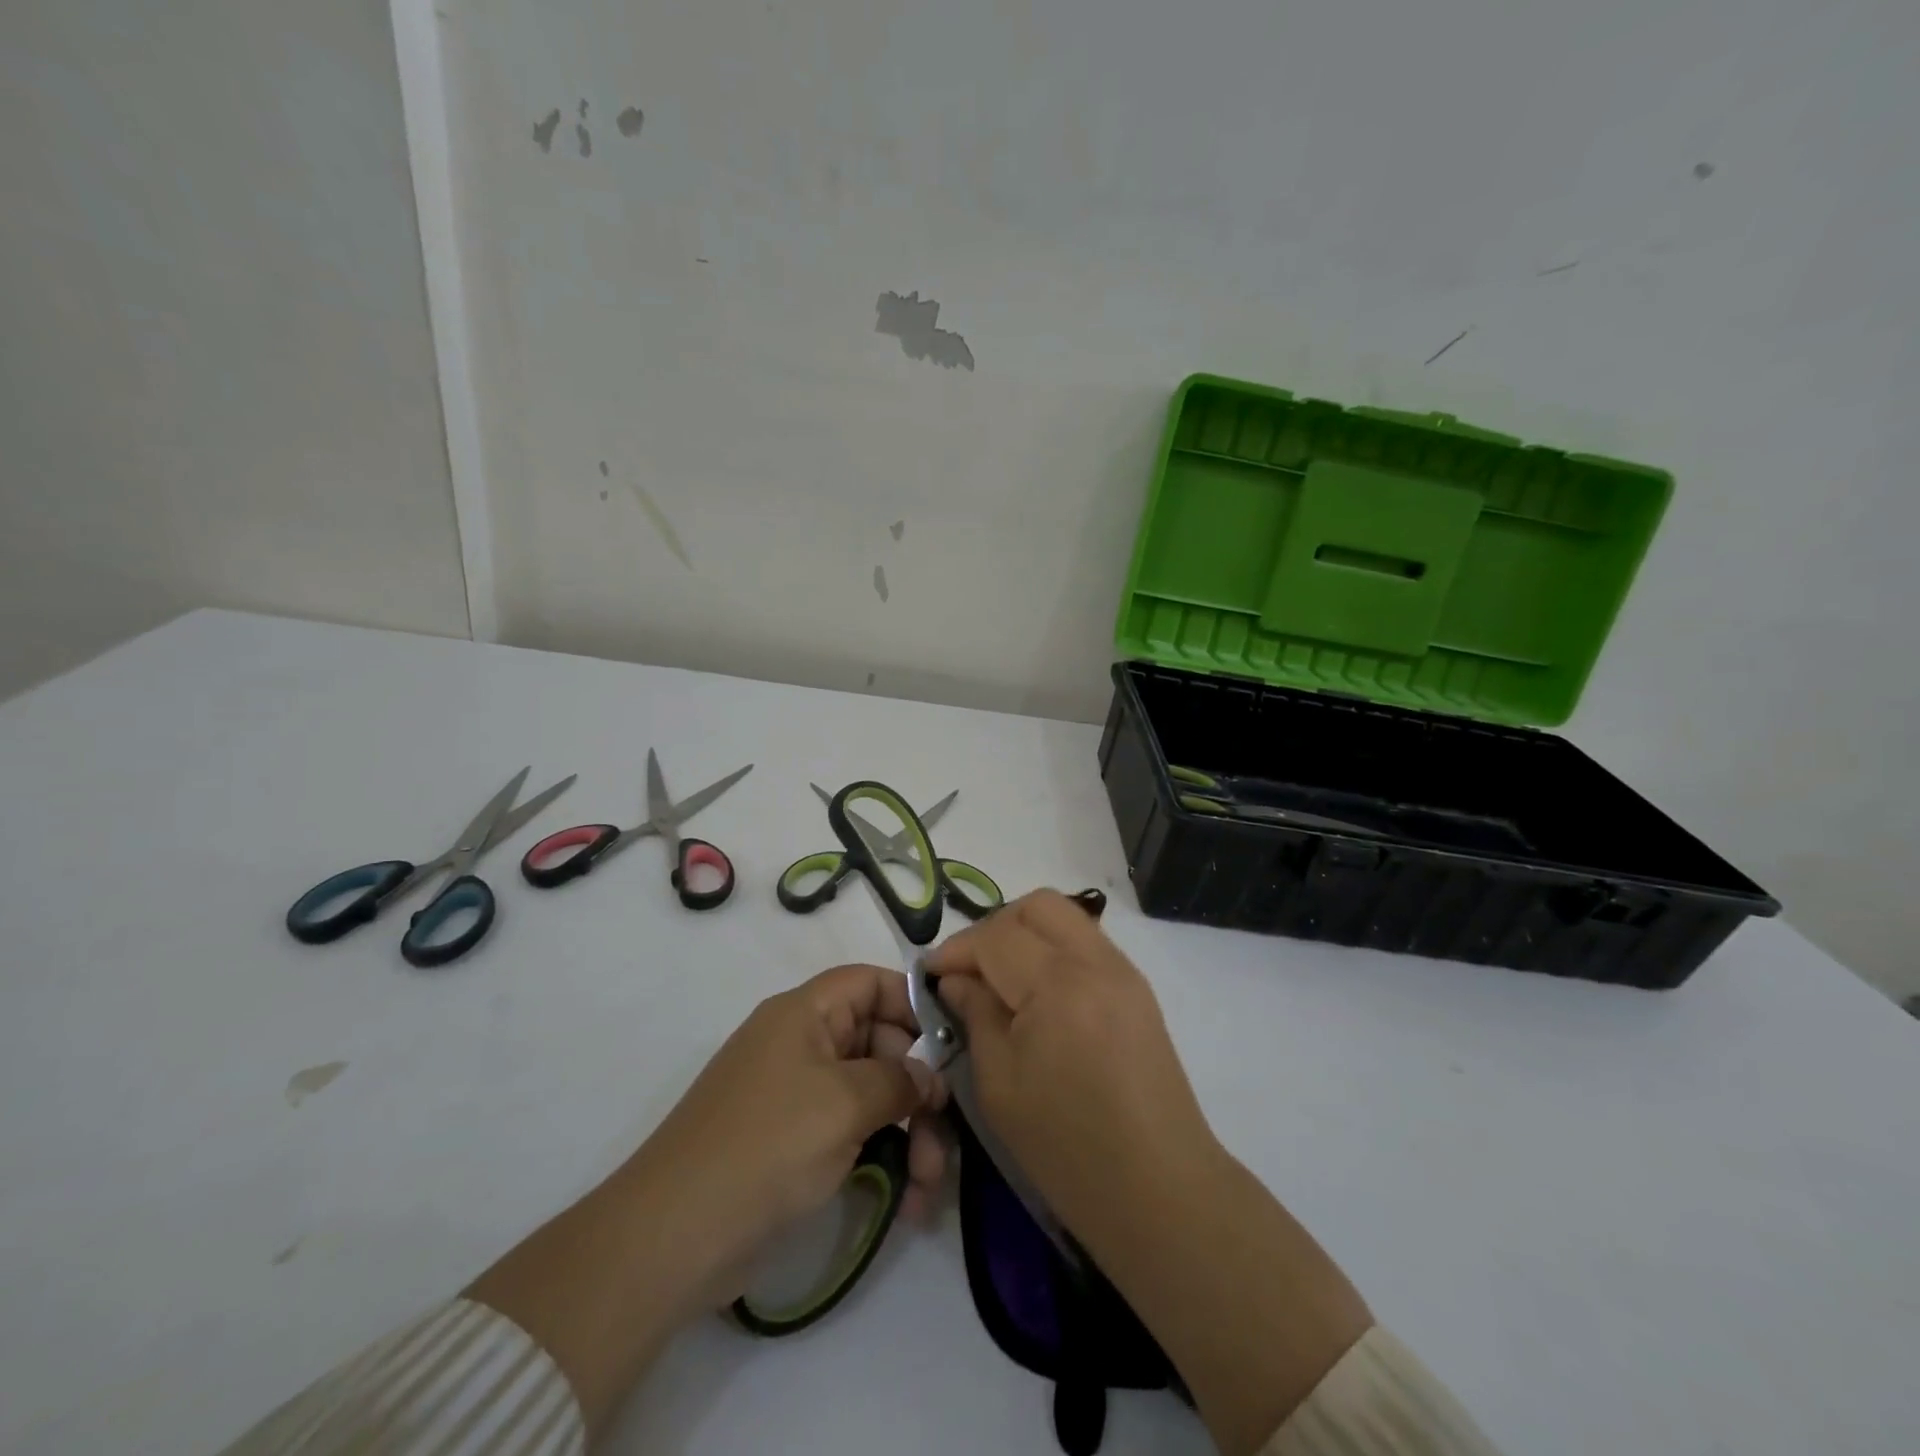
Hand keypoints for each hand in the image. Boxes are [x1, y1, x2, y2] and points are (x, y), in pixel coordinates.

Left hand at [627, 963, 948, 1310]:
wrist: (674, 1237)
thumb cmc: (767, 1146)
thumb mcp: (844, 1103)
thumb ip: (899, 1080)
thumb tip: (929, 1077)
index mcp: (806, 1014)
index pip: (870, 983)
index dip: (913, 1003)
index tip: (953, 1043)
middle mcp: (803, 1044)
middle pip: (879, 1043)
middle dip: (918, 1088)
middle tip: (945, 1133)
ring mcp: (799, 1096)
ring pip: (872, 1095)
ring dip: (909, 1133)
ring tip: (929, 1186)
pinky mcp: (796, 1143)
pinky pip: (854, 1132)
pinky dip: (884, 1158)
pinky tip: (908, 1201)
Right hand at [930, 893, 1370, 1454]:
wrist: (1160, 1190)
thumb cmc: (1068, 1148)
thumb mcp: (1000, 1085)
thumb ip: (975, 1016)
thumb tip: (955, 980)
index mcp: (1058, 985)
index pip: (995, 937)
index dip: (956, 950)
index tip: (931, 974)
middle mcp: (1096, 962)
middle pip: (1037, 906)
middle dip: (994, 927)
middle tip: (969, 969)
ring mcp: (1124, 972)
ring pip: (1066, 917)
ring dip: (1025, 933)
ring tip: (1000, 977)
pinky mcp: (1138, 989)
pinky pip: (1087, 942)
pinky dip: (1054, 949)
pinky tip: (1037, 991)